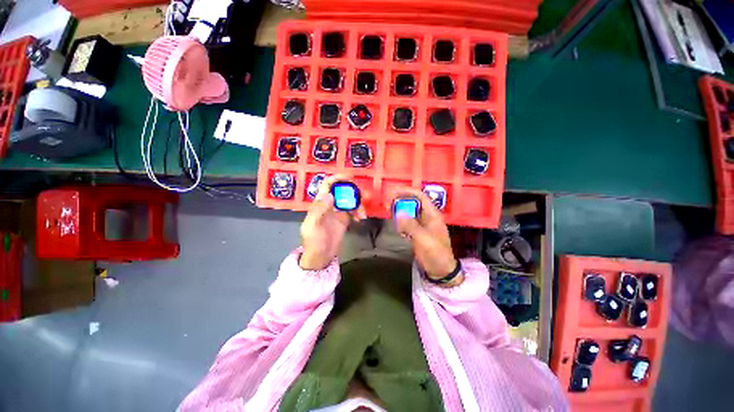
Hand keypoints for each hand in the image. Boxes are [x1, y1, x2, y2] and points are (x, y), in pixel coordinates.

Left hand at [300, 175, 366, 269]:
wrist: (321, 257)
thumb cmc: (314, 241)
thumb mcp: (313, 226)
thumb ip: (319, 210)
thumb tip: (330, 194)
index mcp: (320, 202)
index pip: (328, 185)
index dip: (338, 178)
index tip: (350, 178)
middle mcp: (330, 204)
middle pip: (343, 190)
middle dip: (354, 191)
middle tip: (364, 197)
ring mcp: (338, 211)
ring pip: (351, 200)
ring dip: (359, 204)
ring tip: (363, 214)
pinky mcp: (345, 219)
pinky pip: (354, 210)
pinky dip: (359, 212)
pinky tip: (360, 219)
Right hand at [394, 189, 461, 285]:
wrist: (441, 270)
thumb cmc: (436, 253)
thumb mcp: (424, 239)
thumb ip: (411, 226)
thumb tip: (398, 214)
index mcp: (432, 215)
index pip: (420, 196)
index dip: (407, 192)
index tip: (393, 193)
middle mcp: (427, 217)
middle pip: (413, 203)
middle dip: (401, 202)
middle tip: (388, 205)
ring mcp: (422, 225)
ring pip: (409, 213)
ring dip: (399, 213)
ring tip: (390, 214)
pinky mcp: (417, 233)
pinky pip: (407, 223)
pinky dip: (401, 224)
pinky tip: (398, 230)